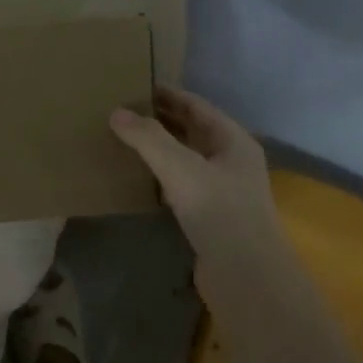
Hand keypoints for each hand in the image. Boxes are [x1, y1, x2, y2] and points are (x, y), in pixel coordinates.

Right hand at [110, 87, 278, 255]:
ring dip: (159, 150)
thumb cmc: (220, 213)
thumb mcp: (181, 168)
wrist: (246, 276)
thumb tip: (116, 113)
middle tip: (122, 112)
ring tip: (124, 141)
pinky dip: (160, 178)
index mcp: (233, 141)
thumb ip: (149, 139)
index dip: (168, 95)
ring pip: (186, 160)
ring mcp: (222, 191)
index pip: (197, 106)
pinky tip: (137, 180)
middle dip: (160, 121)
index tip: (135, 86)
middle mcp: (231, 161)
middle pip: (192, 132)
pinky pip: (181, 187)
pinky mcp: (209, 217)